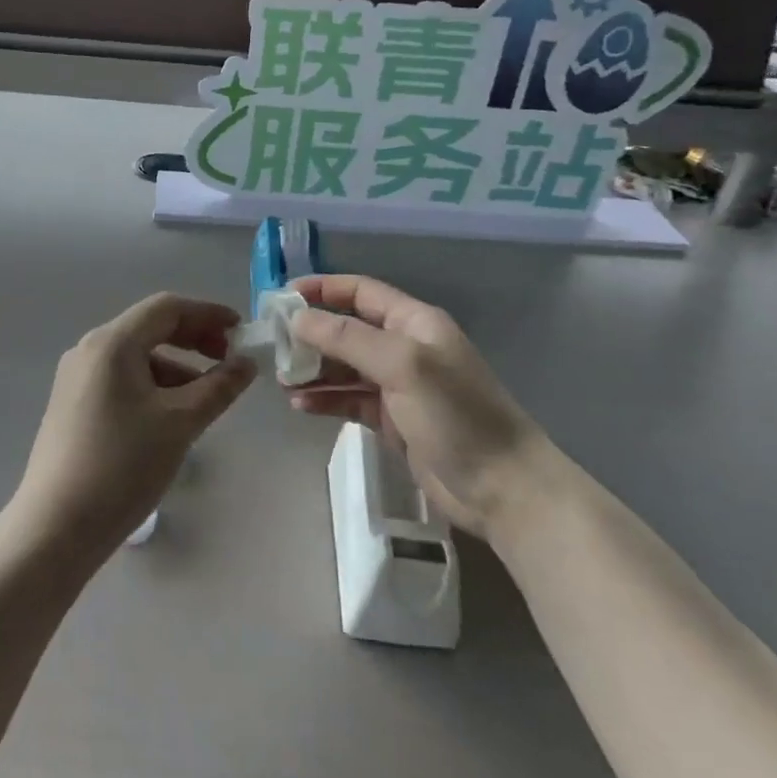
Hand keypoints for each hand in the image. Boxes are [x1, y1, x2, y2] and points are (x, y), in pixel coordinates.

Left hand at [15, 294, 256, 549]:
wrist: (56, 528)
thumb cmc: (123, 466)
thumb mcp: (180, 423)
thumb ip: (219, 386)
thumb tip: (246, 363)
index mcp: (112, 342)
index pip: (167, 308)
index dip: (208, 314)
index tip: (240, 332)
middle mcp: (89, 349)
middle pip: (150, 327)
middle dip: (193, 339)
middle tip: (228, 360)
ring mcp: (76, 377)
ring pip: (136, 356)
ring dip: (176, 366)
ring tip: (206, 397)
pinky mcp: (72, 404)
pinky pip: (121, 379)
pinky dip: (153, 385)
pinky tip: (171, 415)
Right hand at [287, 275, 543, 530]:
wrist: (502, 488)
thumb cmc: (455, 415)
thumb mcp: (402, 365)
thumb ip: (347, 338)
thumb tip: (298, 318)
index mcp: (414, 322)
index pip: (360, 292)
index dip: (322, 290)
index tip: (282, 298)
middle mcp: (405, 347)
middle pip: (348, 329)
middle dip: (312, 334)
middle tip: (274, 345)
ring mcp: (399, 386)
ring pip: (345, 367)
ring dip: (314, 369)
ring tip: (281, 379)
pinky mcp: (393, 421)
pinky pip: (350, 400)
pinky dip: (326, 400)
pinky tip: (301, 406)